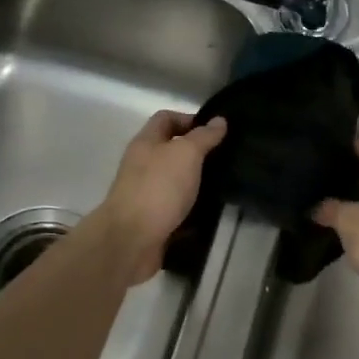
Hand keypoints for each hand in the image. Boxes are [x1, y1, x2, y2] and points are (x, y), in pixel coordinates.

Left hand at [93, 111, 225, 284]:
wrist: (131, 240)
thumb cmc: (158, 188)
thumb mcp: (185, 154)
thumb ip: (203, 137)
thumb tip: (219, 120)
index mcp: (146, 143)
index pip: (166, 119)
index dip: (189, 119)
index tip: (216, 130)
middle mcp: (144, 165)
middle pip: (171, 150)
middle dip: (198, 152)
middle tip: (227, 157)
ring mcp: (147, 193)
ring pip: (177, 180)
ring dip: (198, 182)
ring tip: (226, 182)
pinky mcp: (155, 219)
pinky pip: (178, 208)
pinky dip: (194, 208)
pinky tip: (213, 210)